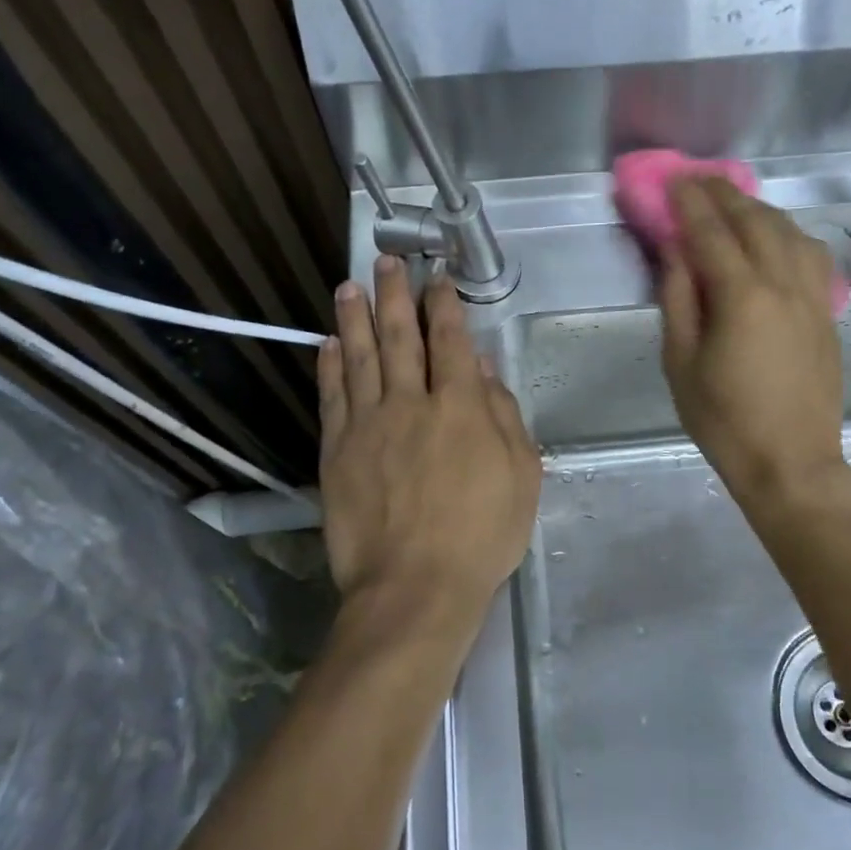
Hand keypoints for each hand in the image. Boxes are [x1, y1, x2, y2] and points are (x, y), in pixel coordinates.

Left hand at [318, 256, 540, 642]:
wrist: (414, 587)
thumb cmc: (481, 536)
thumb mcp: (522, 477)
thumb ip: (504, 417)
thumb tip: (486, 370)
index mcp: (461, 407)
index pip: (452, 341)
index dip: (445, 305)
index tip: (438, 278)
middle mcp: (411, 403)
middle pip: (401, 336)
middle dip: (396, 295)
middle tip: (387, 263)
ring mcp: (369, 425)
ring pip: (361, 357)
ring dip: (357, 318)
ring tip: (351, 286)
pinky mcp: (337, 450)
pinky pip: (333, 396)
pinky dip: (330, 366)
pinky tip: (329, 344)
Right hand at [660, 178, 848, 505]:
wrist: (791, 461)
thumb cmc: (724, 420)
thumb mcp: (681, 363)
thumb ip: (678, 300)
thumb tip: (676, 252)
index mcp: (742, 297)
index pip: (712, 232)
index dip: (689, 202)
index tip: (673, 180)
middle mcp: (783, 283)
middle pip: (755, 221)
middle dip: (724, 194)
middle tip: (698, 179)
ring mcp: (813, 296)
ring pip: (789, 231)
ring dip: (758, 209)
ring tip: (733, 202)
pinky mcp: (827, 312)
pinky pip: (811, 254)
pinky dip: (788, 233)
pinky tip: (776, 237)